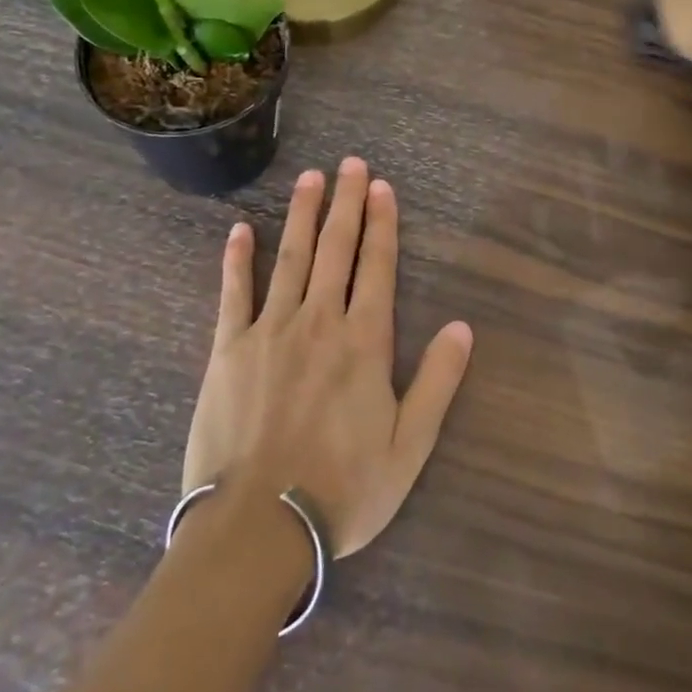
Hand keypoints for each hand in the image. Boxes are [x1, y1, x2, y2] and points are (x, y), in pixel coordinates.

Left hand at [181, 159, 473, 557]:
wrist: (258, 528)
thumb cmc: (342, 489)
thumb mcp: (410, 446)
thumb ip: (438, 381)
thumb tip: (463, 327)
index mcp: (364, 342)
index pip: (378, 266)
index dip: (382, 224)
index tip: (382, 187)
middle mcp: (319, 321)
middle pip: (336, 248)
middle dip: (346, 203)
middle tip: (351, 163)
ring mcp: (270, 330)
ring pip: (291, 257)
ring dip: (302, 214)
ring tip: (310, 178)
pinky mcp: (228, 349)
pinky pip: (233, 293)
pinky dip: (238, 259)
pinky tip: (241, 229)